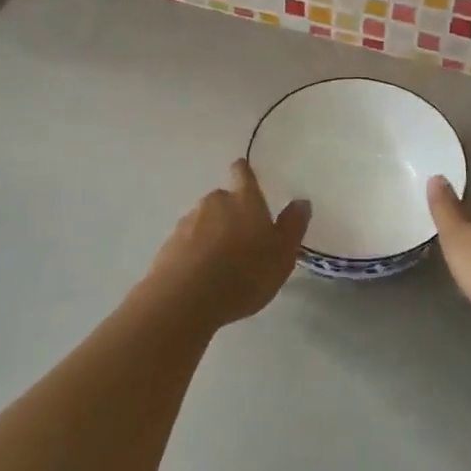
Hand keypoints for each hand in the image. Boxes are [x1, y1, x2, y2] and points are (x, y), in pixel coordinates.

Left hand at [144, 159, 310, 328]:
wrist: (185, 299)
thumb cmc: (244, 273)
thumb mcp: (282, 255)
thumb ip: (293, 226)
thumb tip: (301, 201)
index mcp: (245, 200)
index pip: (243, 174)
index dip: (244, 172)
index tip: (243, 171)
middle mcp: (215, 202)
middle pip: (223, 199)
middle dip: (231, 212)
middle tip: (242, 237)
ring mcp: (188, 222)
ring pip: (204, 220)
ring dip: (212, 233)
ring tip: (222, 262)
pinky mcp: (169, 245)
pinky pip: (188, 242)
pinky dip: (195, 252)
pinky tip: (202, 275)